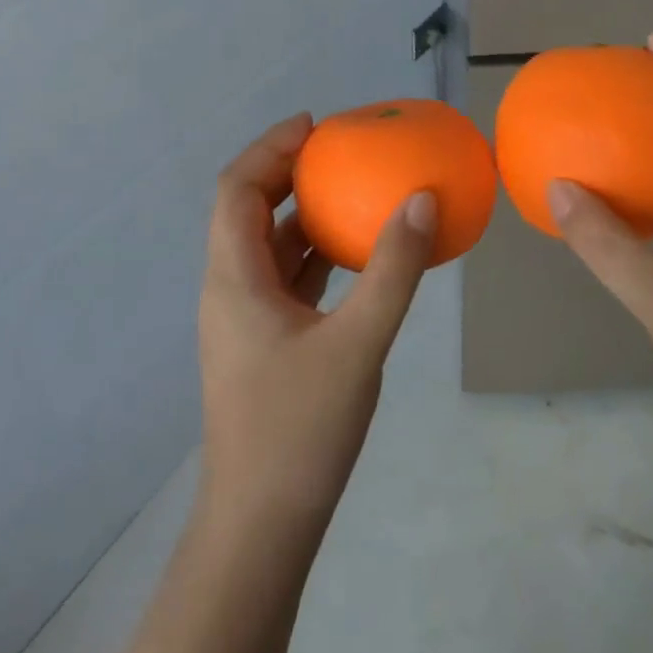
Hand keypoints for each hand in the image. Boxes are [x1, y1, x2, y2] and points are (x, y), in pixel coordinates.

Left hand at [197, 114, 437, 539]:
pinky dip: (314, 254)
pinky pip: (286, 279)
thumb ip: (393, 270)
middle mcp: (230, 290)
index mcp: (234, 280)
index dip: (270, 148)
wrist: (261, 527)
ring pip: (267, 246)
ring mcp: (245, 320)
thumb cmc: (299, 430)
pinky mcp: (264, 344)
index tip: (314, 125)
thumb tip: (422, 201)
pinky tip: (355, 255)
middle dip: (287, 173)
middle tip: (338, 151)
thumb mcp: (358, 344)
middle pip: (247, 210)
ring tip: (350, 190)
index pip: (236, 189)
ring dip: (302, 213)